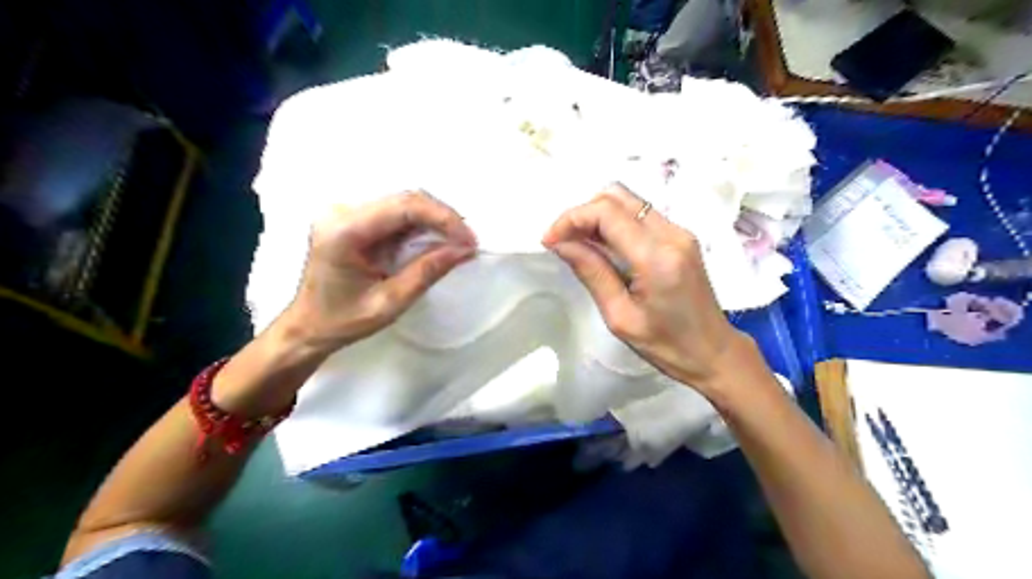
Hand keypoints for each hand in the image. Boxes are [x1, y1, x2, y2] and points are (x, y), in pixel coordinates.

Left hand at [215, 193, 479, 415]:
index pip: (404, 207)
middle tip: (468, 242)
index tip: (469, 240)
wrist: (307, 325)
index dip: (443, 218)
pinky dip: (421, 225)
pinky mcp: (353, 218)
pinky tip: (436, 240)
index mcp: (345, 231)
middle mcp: (342, 211)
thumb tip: (465, 250)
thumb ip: (427, 272)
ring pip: (403, 203)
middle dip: (443, 218)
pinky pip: (395, 213)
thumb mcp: (390, 302)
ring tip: (458, 242)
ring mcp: (346, 211)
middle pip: (405, 199)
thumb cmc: (343, 321)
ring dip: (435, 220)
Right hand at [543, 187, 755, 391]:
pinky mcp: (680, 237)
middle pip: (617, 196)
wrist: (714, 352)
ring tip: (578, 244)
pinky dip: (614, 222)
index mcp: (657, 257)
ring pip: (629, 201)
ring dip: (597, 215)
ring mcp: (680, 232)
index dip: (571, 219)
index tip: (550, 241)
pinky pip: (640, 215)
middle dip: (582, 213)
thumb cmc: (666, 346)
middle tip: (562, 241)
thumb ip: (591, 272)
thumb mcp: (620, 316)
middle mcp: (672, 234)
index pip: (606, 213)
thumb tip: (560, 243)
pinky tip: (602, 247)